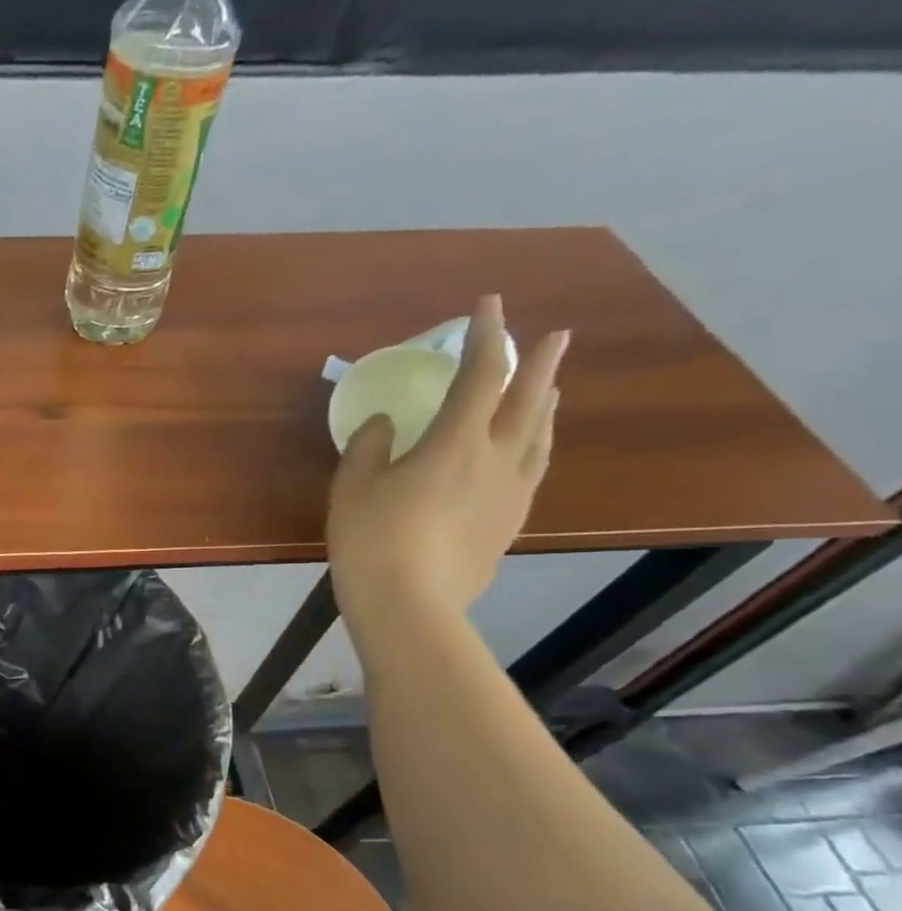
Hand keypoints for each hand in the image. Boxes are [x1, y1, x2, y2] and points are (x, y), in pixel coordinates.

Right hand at [327, 295, 568, 625]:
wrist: (409, 605)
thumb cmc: (372, 539)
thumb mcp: (353, 486)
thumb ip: (369, 446)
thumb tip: (384, 425)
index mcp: (456, 442)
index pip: (480, 375)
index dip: (487, 336)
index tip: (489, 305)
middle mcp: (496, 459)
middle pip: (528, 400)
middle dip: (540, 362)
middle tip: (556, 335)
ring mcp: (511, 493)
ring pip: (539, 436)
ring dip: (546, 404)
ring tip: (550, 389)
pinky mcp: (509, 523)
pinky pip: (533, 470)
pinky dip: (535, 446)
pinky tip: (527, 452)